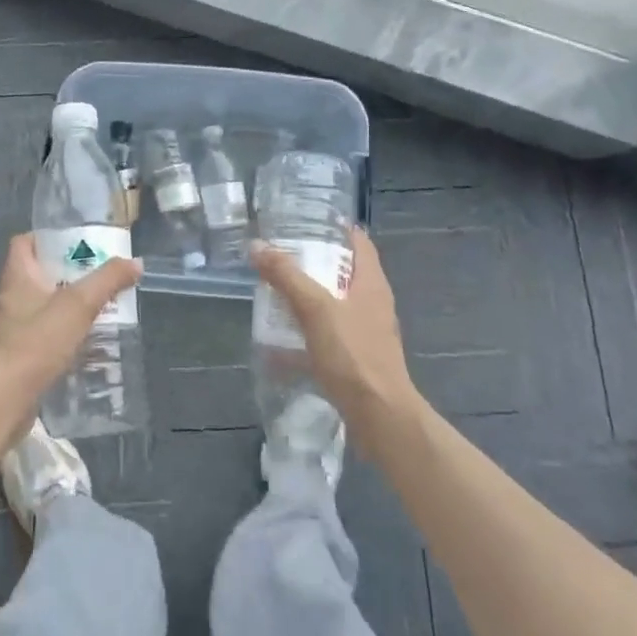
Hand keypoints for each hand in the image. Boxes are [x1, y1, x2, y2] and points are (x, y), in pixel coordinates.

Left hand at [0, 233, 141, 399]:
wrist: (6, 400)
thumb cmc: (37, 343)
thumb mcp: (78, 305)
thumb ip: (108, 280)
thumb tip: (135, 263)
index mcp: (17, 277)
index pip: (24, 242)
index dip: (47, 237)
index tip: (76, 241)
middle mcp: (11, 298)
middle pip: (39, 273)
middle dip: (69, 272)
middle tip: (100, 274)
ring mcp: (13, 328)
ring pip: (44, 305)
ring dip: (70, 305)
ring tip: (101, 306)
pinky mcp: (20, 355)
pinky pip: (46, 334)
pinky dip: (66, 333)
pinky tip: (89, 341)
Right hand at [251, 228, 415, 430]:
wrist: (379, 416)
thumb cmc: (352, 354)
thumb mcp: (315, 308)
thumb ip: (286, 276)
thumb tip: (257, 246)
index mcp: (371, 283)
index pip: (359, 241)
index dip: (336, 227)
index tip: (306, 219)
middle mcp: (372, 303)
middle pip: (344, 271)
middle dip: (313, 262)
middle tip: (280, 254)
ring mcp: (366, 332)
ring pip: (334, 304)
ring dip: (307, 298)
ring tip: (275, 293)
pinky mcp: (356, 358)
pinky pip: (327, 336)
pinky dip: (305, 334)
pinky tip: (279, 343)